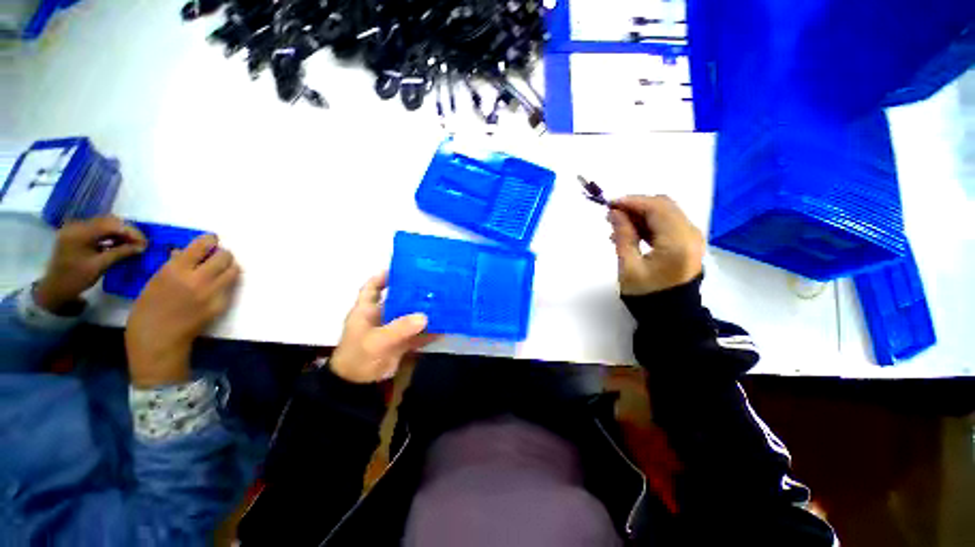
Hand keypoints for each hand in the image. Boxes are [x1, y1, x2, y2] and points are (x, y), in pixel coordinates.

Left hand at [35, 217, 147, 311]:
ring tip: (132, 244)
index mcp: (81, 232)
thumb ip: (121, 253)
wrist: (55, 288)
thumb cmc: (76, 278)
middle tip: (141, 243)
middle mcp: (78, 226)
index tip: (145, 243)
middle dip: (127, 231)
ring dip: (120, 233)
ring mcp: (76, 229)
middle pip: (108, 222)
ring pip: (104, 225)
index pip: (111, 224)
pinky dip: (111, 236)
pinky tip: (118, 245)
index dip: (131, 232)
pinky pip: (98, 230)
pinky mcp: (77, 234)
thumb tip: (142, 247)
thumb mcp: (100, 266)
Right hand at [125, 234, 239, 387]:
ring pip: (234, 270)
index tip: (211, 240)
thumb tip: (183, 253)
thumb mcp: (153, 282)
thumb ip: (173, 266)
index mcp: (176, 270)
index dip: (210, 240)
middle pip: (225, 256)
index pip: (203, 246)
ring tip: (219, 270)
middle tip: (216, 257)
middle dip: (222, 254)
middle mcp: (198, 279)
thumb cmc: (147, 311)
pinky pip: (230, 287)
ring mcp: (213, 292)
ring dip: (229, 267)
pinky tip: (217, 286)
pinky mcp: (221, 304)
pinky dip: (226, 283)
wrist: (158, 341)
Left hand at [330, 271, 439, 383]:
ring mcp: (392, 330)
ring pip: (409, 316)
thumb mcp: (377, 341)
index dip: (383, 276)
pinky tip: (444, 325)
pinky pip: (417, 333)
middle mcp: (380, 317)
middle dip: (412, 292)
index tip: (401, 268)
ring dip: (424, 310)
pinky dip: (429, 330)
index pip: (372, 287)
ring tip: (442, 300)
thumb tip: (425, 316)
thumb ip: (400, 328)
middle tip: (431, 283)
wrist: (358, 387)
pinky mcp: (401, 342)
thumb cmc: (359, 358)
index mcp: (366, 311)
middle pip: (397, 299)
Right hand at [608, 195, 704, 295]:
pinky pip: (668, 222)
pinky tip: (631, 232)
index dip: (632, 201)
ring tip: (617, 225)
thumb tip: (614, 212)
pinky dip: (649, 222)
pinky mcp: (688, 241)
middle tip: (612, 215)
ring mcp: (692, 237)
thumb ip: (623, 236)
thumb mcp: (629, 267)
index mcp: (677, 242)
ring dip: (641, 213)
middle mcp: (690, 233)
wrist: (671, 313)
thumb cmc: (647, 293)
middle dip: (636, 205)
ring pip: (666, 211)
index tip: (609, 204)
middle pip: (663, 205)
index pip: (656, 208)